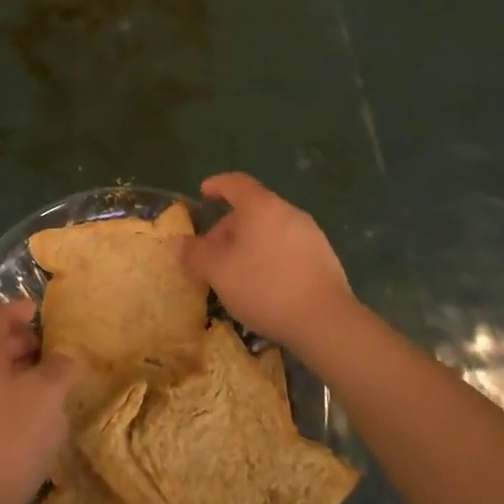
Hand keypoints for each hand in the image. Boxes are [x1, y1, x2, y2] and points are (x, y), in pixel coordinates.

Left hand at [0, 300, 75, 503]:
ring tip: (43, 390)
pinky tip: (25, 424)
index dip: (20, 310)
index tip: (38, 310)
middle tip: (49, 353)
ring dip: (13, 376)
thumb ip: (60, 367)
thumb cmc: (9, 438)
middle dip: (20, 345)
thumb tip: (61, 358)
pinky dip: (3, 402)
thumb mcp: (49, 395)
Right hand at [184, 173, 356, 351]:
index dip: (217, 185)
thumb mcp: (219, 272)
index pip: (236, 183)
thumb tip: (177, 242)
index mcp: (261, 206)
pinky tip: (266, 284)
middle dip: (229, 227)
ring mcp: (311, 234)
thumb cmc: (265, 286)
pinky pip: (288, 247)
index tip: (204, 193)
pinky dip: (271, 256)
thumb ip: (195, 254)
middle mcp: (288, 212)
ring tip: (237, 272)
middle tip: (213, 252)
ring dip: (250, 243)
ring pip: (271, 229)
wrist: (325, 321)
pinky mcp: (324, 258)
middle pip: (253, 209)